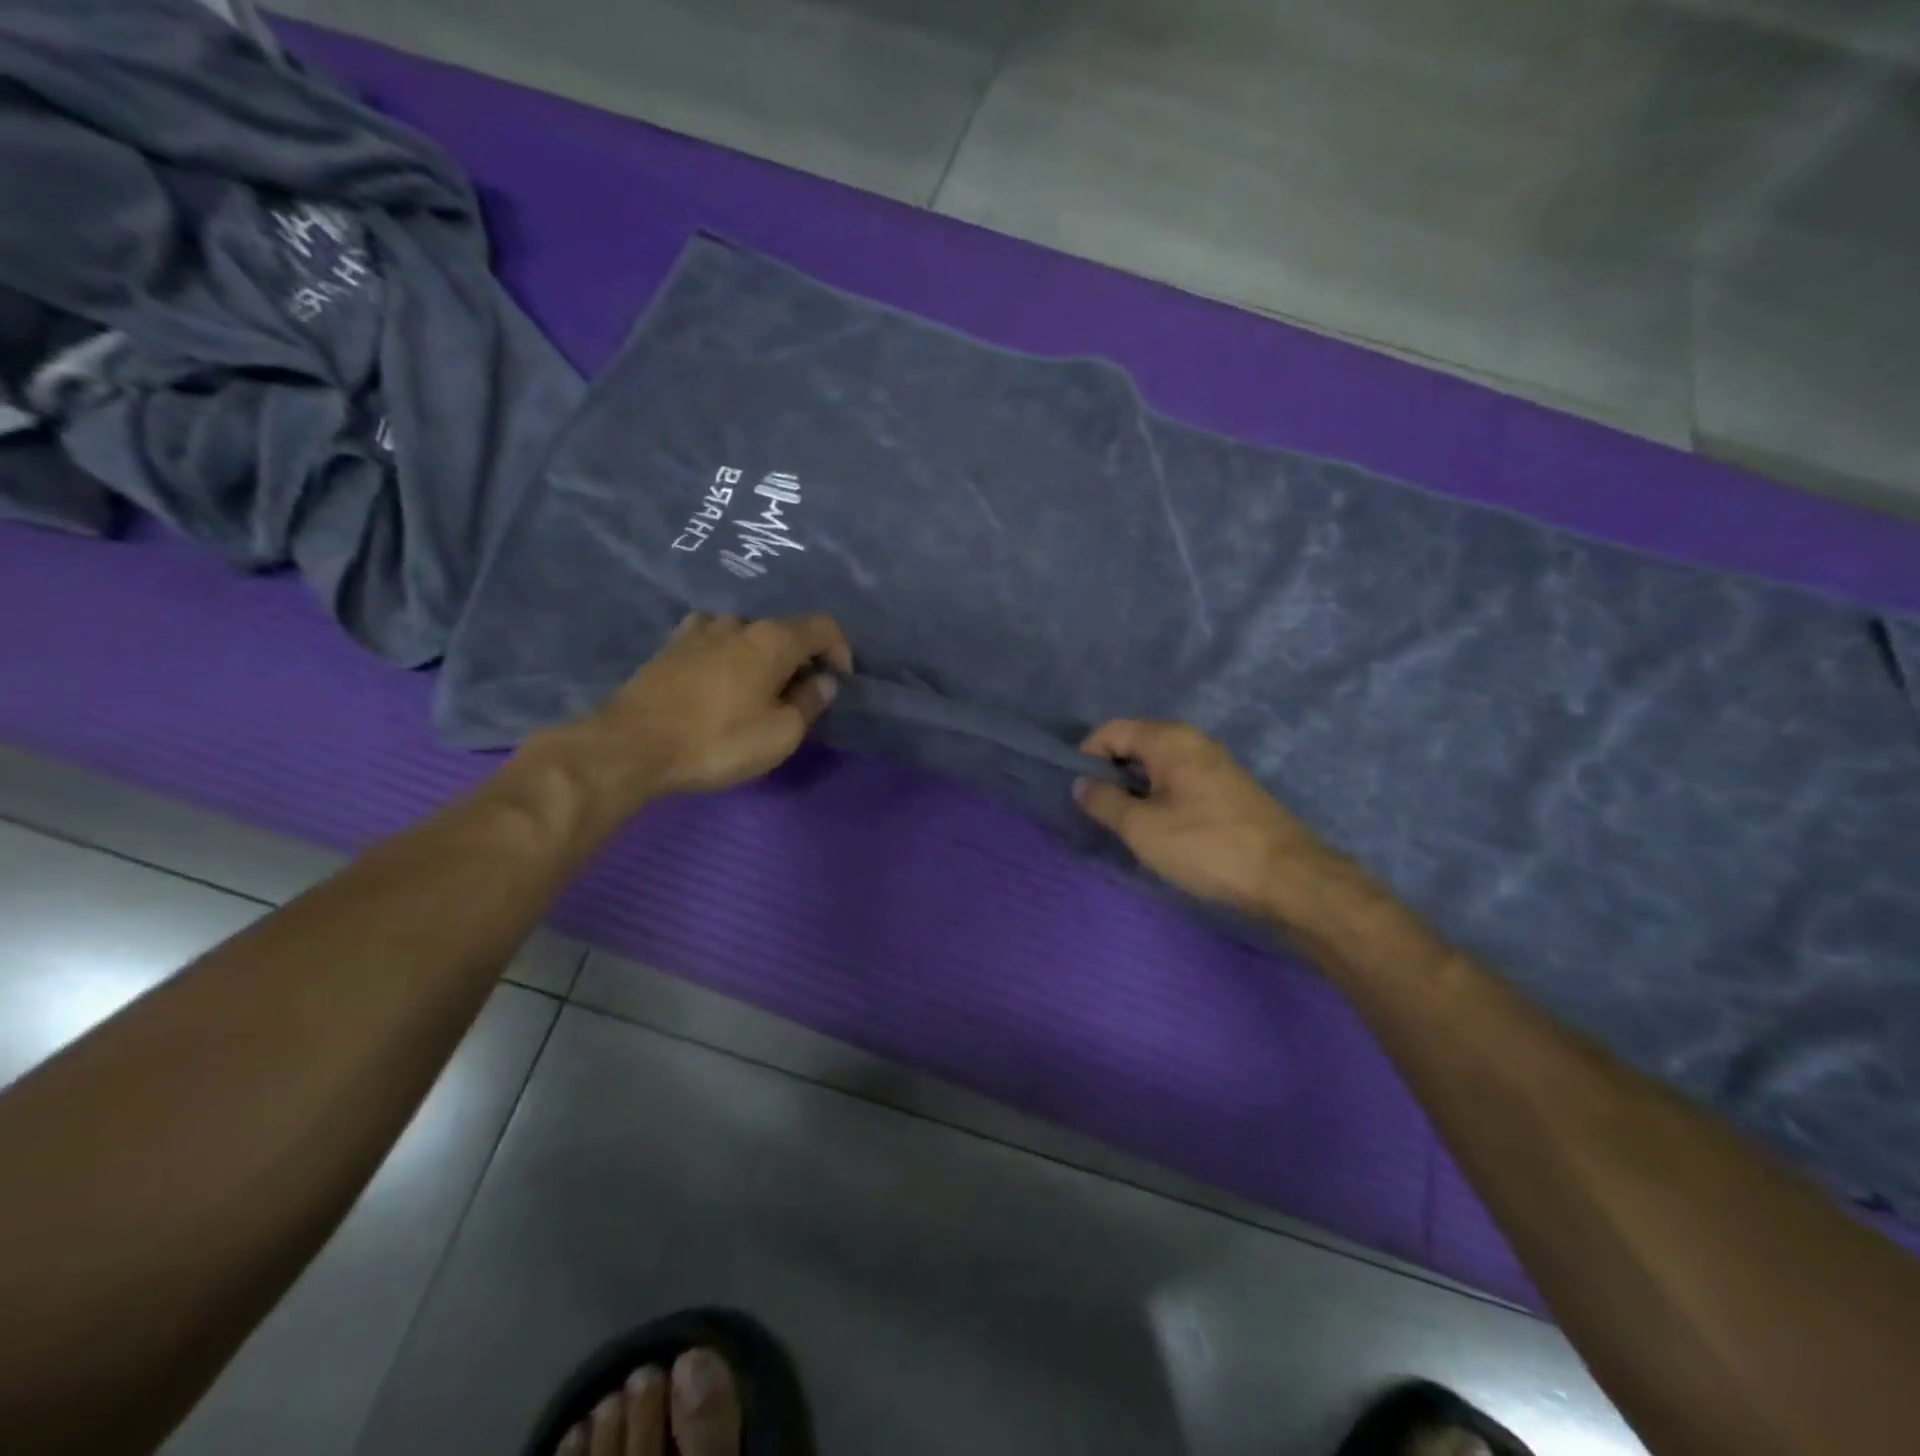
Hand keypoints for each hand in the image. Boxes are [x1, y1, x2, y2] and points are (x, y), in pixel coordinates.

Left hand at [576, 611, 852, 805]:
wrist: (633, 745)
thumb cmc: (718, 740)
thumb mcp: (780, 734)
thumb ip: (809, 703)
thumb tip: (824, 682)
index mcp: (773, 640)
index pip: (823, 627)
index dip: (840, 651)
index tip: (837, 682)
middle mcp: (739, 624)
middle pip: (783, 630)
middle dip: (799, 658)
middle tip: (796, 696)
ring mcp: (699, 631)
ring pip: (744, 633)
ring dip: (759, 655)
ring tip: (754, 688)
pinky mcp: (670, 646)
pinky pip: (710, 640)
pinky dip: (724, 654)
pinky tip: (716, 679)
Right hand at [1074, 720, 1347, 925]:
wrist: (1288, 877)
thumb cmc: (1206, 846)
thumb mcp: (1142, 828)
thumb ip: (1104, 801)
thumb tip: (1081, 784)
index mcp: (1169, 739)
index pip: (1111, 730)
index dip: (1086, 756)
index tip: (1078, 792)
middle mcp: (1193, 740)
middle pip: (1135, 745)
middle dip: (1111, 774)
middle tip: (1100, 813)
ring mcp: (1214, 764)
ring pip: (1158, 766)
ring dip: (1136, 790)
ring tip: (1128, 826)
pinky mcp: (1228, 789)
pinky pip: (1179, 781)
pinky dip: (1160, 798)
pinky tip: (1162, 831)